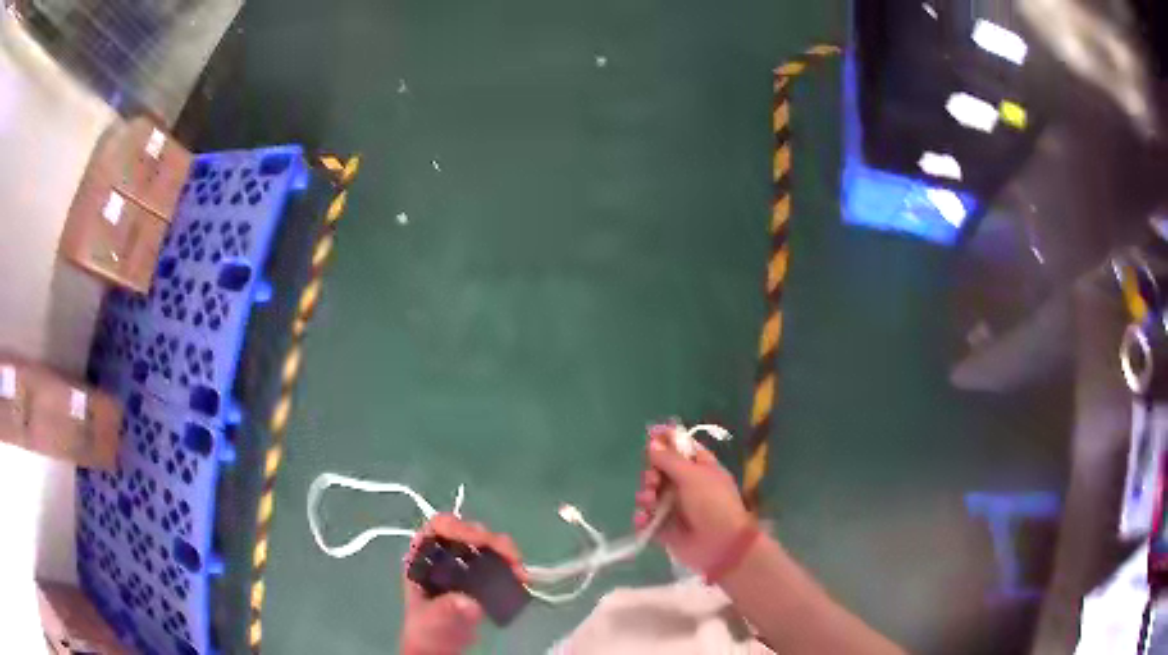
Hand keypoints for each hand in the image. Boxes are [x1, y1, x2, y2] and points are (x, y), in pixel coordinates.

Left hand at [400, 515, 523, 654]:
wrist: (441, 648)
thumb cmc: (428, 632)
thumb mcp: (432, 622)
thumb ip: (446, 611)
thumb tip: (469, 603)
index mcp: (422, 557)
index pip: (439, 527)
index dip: (461, 528)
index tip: (483, 542)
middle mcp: (442, 554)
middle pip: (468, 532)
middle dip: (492, 541)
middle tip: (511, 560)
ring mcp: (463, 563)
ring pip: (486, 544)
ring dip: (506, 552)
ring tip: (520, 572)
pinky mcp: (481, 575)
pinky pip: (498, 560)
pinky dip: (512, 565)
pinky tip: (522, 578)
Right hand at [633, 423, 752, 572]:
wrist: (720, 544)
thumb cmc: (712, 504)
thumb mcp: (693, 476)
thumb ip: (670, 459)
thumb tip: (652, 442)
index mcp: (700, 467)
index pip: (680, 447)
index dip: (665, 440)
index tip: (650, 435)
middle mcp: (686, 484)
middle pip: (659, 470)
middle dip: (651, 473)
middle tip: (653, 481)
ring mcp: (675, 507)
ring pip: (650, 493)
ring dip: (645, 495)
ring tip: (649, 502)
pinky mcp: (665, 528)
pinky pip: (647, 518)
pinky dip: (642, 518)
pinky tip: (643, 520)